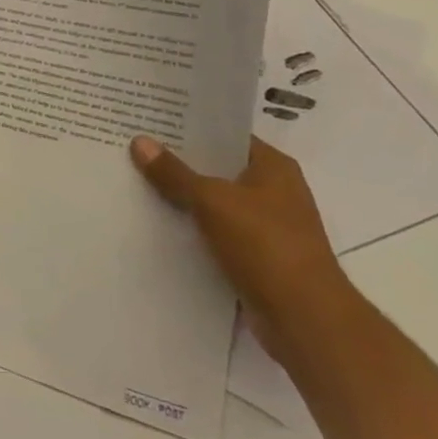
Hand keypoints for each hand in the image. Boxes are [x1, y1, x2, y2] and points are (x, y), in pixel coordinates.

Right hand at [130, 134, 354, 360]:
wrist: (304, 318)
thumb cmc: (265, 245)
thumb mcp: (213, 201)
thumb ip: (174, 173)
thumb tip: (140, 141)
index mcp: (274, 167)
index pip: (226, 135)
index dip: (190, 127)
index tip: (151, 120)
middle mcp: (273, 191)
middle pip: (217, 168)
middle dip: (179, 161)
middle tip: (133, 147)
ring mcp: (266, 226)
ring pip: (213, 202)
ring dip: (182, 197)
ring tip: (135, 181)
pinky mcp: (255, 256)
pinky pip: (214, 232)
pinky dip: (190, 228)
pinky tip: (155, 223)